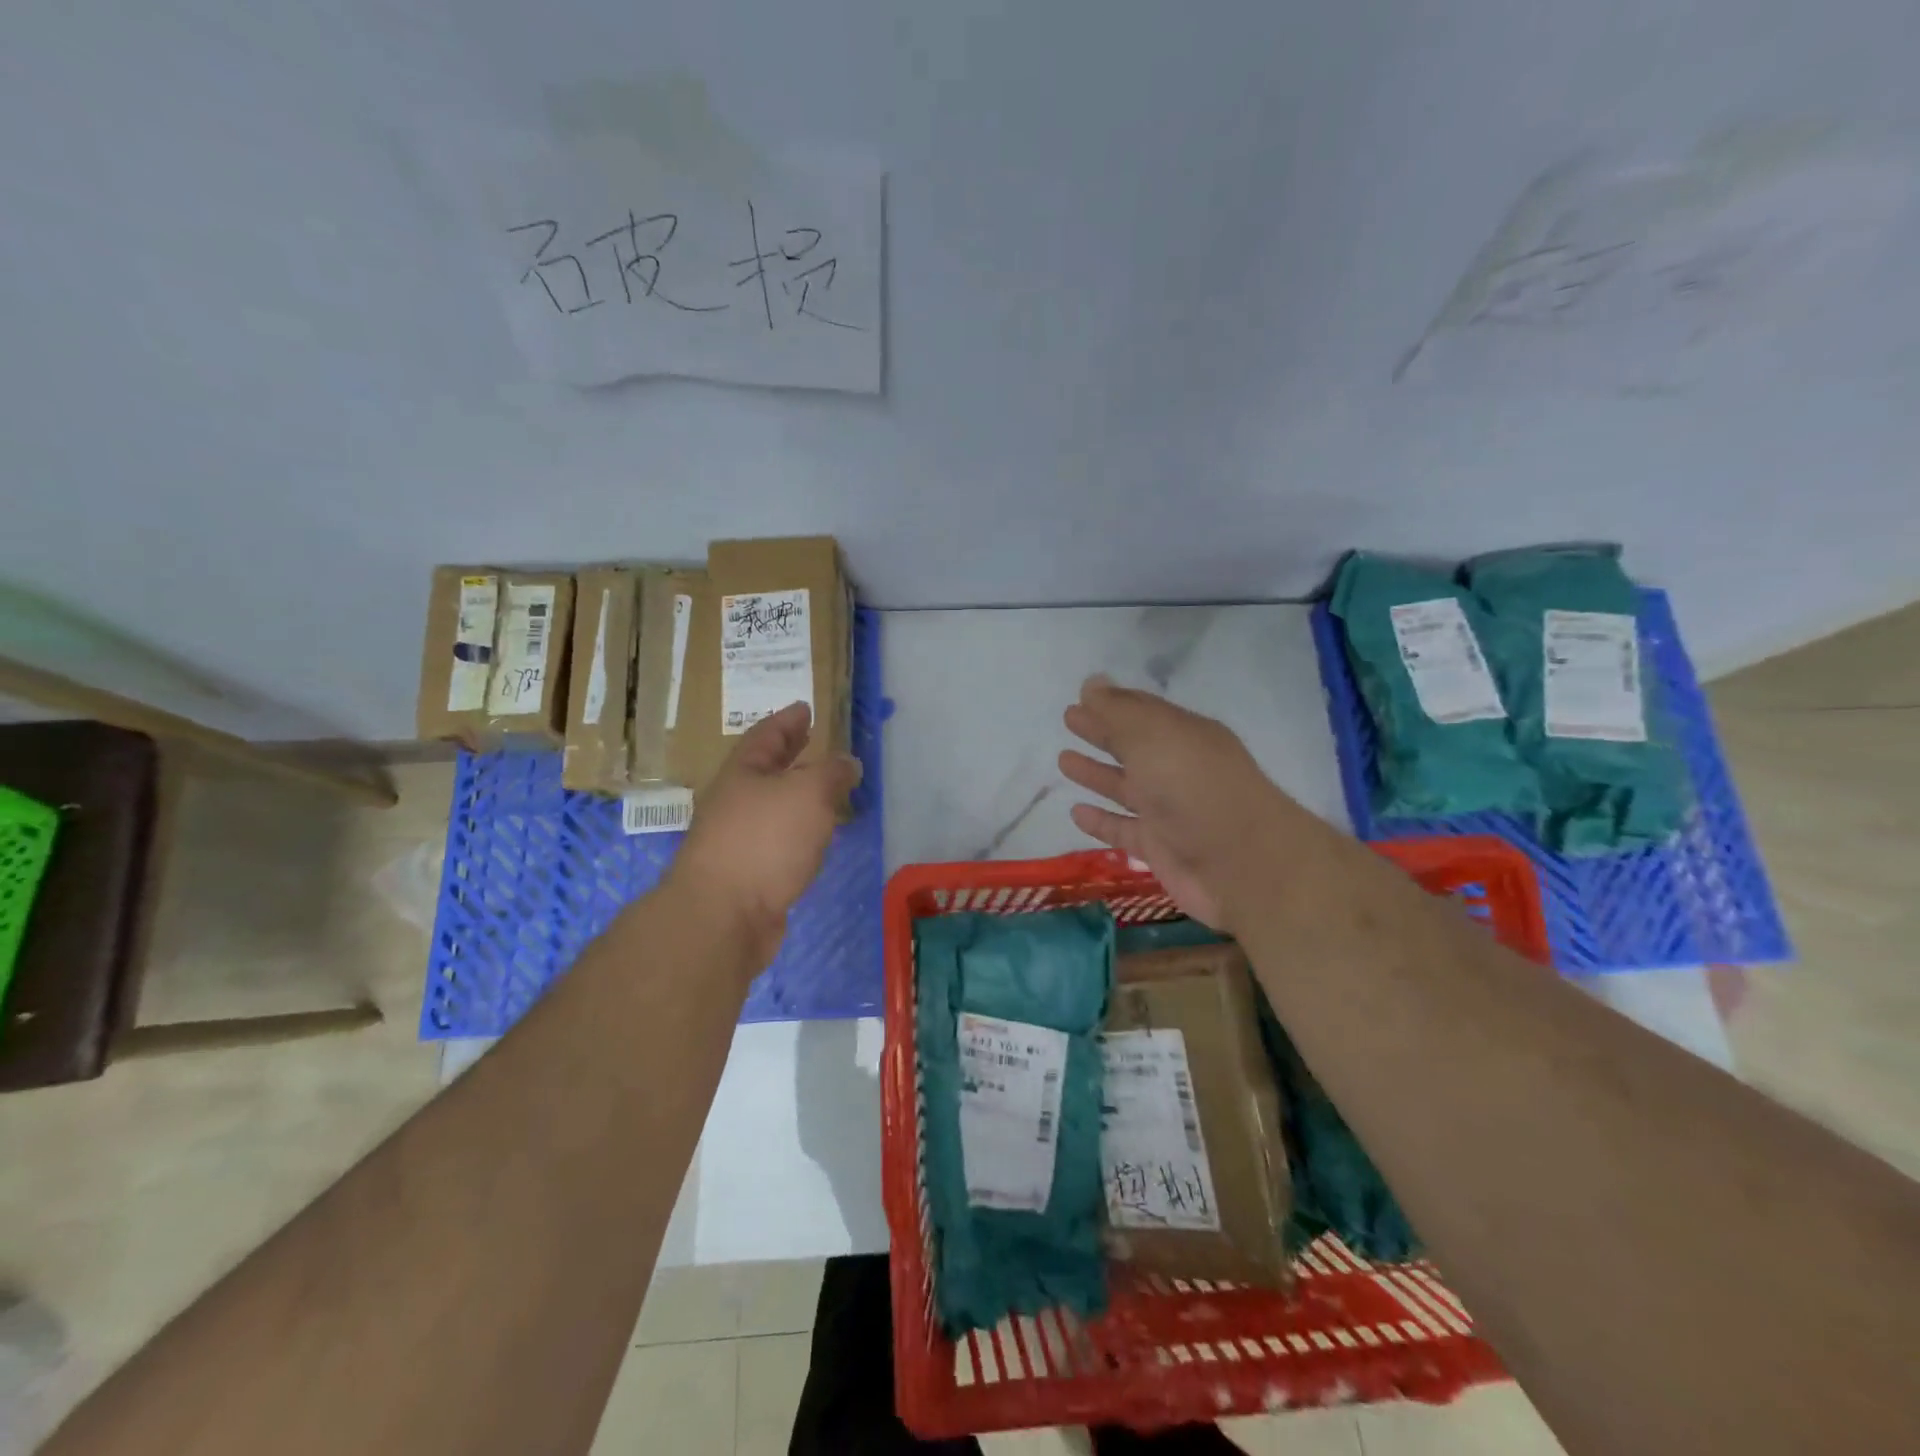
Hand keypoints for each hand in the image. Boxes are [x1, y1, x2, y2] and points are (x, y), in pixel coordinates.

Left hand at [667, 702, 861, 969]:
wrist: (723, 916)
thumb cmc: (764, 840)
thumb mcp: (808, 793)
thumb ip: (832, 774)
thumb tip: (847, 763)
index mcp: (743, 773)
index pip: (766, 736)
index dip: (787, 720)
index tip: (804, 708)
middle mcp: (736, 802)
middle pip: (765, 769)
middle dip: (789, 754)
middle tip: (810, 738)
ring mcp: (739, 839)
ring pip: (773, 806)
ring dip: (797, 794)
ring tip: (824, 788)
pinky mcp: (749, 874)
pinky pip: (779, 840)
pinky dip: (800, 830)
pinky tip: (815, 837)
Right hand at [1058, 676, 1282, 931]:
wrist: (1240, 864)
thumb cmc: (1193, 786)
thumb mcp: (1154, 736)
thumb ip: (1118, 711)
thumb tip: (1092, 682)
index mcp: (1183, 735)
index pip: (1142, 712)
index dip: (1111, 703)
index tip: (1081, 696)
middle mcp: (1177, 769)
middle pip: (1133, 746)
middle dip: (1101, 732)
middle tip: (1069, 719)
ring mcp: (1169, 811)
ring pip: (1125, 787)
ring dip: (1096, 773)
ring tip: (1064, 760)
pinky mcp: (1160, 848)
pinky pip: (1123, 829)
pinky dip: (1100, 821)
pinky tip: (1076, 812)